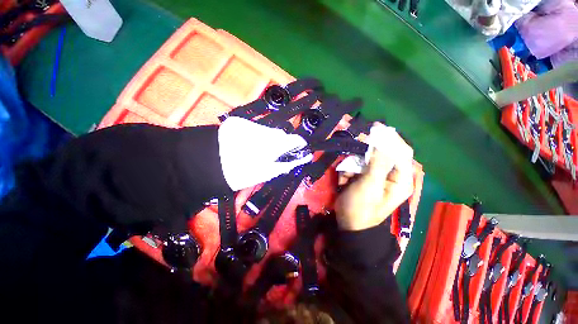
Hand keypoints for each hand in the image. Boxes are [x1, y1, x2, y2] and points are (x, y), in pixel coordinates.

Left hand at [218, 117, 312, 190]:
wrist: (205, 165)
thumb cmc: (239, 174)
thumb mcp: (265, 173)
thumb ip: (285, 164)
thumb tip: (301, 158)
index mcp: (272, 146)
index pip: (294, 140)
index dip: (299, 143)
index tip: (300, 147)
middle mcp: (264, 131)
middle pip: (279, 134)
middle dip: (280, 142)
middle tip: (273, 153)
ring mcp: (249, 124)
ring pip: (266, 130)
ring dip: (266, 138)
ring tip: (255, 149)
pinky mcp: (237, 121)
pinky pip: (253, 127)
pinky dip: (253, 134)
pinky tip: (245, 142)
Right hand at [335, 123, 413, 230]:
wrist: (348, 223)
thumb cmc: (361, 207)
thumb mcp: (370, 185)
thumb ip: (378, 163)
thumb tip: (383, 139)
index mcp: (400, 178)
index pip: (402, 151)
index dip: (390, 138)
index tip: (375, 128)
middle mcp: (390, 175)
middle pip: (382, 153)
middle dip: (365, 153)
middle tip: (353, 152)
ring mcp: (375, 176)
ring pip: (365, 159)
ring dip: (353, 164)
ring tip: (347, 177)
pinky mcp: (363, 177)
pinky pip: (356, 166)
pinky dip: (348, 170)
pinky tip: (344, 181)